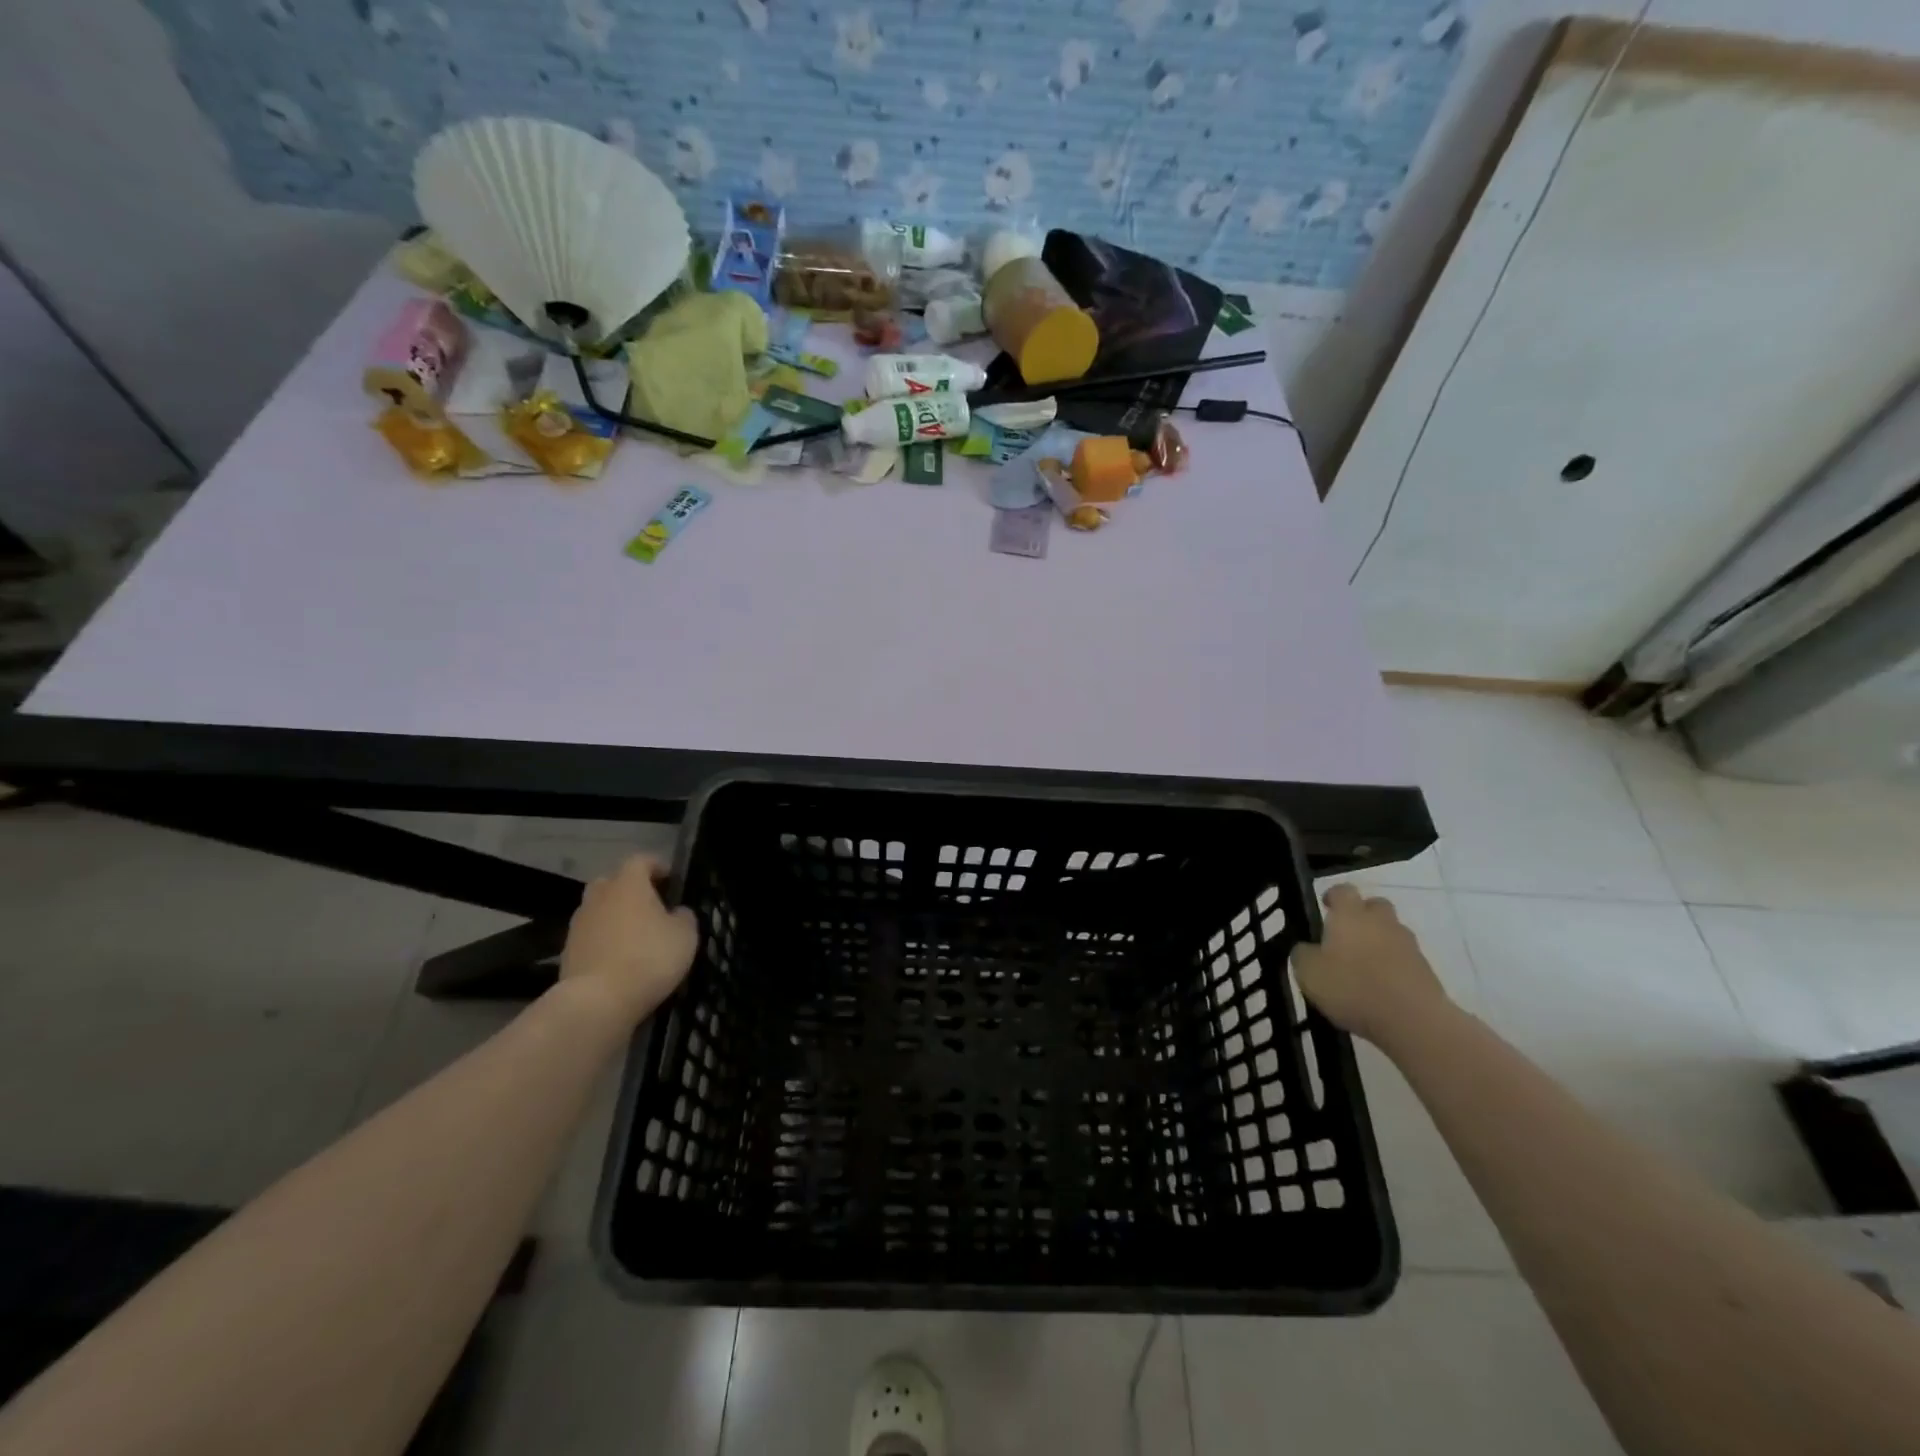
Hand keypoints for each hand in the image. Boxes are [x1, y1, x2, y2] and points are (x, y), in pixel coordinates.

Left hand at [558, 855, 698, 1023]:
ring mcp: (579, 924)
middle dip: (631, 889)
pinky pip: (591, 935)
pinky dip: (604, 940)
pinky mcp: (567, 951)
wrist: (597, 1001)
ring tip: (636, 935)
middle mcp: (599, 896)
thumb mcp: (685, 936)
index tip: (670, 878)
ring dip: (616, 916)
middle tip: (651, 905)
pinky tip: (619, 958)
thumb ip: (684, 917)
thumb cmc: (649, 958)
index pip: (640, 860)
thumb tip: (676, 912)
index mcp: (629, 884)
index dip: (657, 865)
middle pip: (613, 882)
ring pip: (600, 909)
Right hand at [1291, 884, 1450, 1048]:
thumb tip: (1306, 948)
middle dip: (1362, 915)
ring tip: (1363, 968)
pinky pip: (1405, 960)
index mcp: (1350, 915)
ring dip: (1379, 943)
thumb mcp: (1308, 972)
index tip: (1325, 906)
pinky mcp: (1427, 971)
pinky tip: (1381, 989)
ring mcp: (1409, 946)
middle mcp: (1381, 922)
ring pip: (1392, 933)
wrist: (1414, 1022)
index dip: (1333, 896)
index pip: (1343, 890)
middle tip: (1346, 936)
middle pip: (1375, 906)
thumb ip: (1302, 954)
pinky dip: (1393, 967)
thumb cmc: (1352, 988)